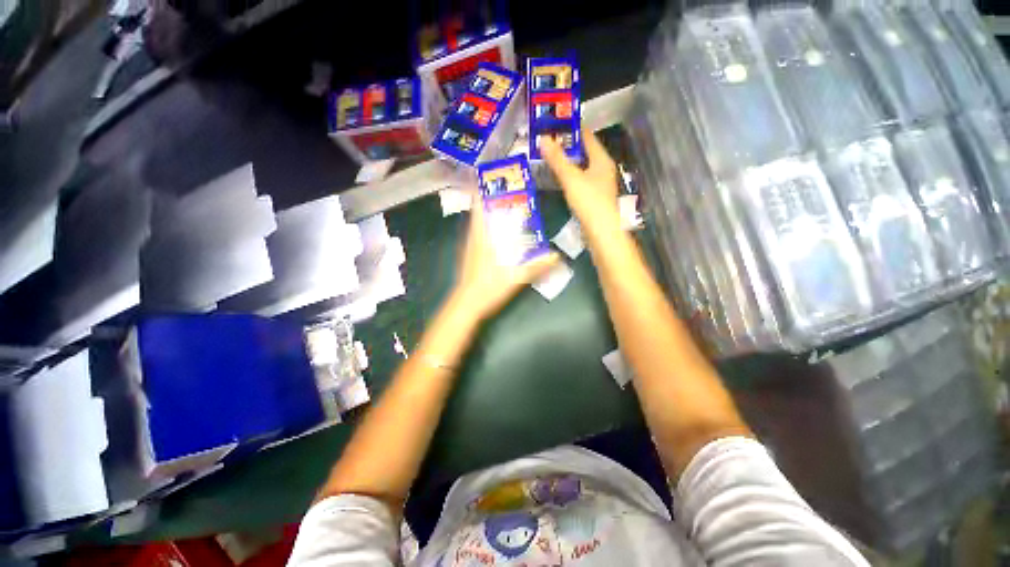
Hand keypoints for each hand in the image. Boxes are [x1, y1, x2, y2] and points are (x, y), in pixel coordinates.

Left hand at [450, 192, 560, 321]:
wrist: (466, 306)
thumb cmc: (488, 288)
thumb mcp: (515, 278)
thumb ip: (536, 266)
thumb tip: (556, 256)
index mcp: (481, 238)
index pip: (478, 208)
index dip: (481, 191)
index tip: (489, 179)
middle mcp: (473, 239)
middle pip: (477, 214)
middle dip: (488, 201)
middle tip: (505, 194)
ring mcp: (469, 249)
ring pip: (476, 225)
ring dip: (486, 215)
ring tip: (502, 209)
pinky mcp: (469, 258)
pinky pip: (476, 237)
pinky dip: (485, 230)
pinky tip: (496, 235)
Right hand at [539, 127, 620, 231]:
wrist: (602, 232)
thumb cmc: (589, 201)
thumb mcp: (571, 178)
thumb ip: (557, 160)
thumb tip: (543, 139)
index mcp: (602, 160)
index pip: (588, 137)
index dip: (573, 129)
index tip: (557, 123)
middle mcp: (603, 170)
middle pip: (585, 153)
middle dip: (568, 147)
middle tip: (549, 142)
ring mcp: (600, 185)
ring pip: (583, 168)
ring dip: (569, 163)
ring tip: (551, 159)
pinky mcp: (595, 199)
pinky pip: (581, 182)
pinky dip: (570, 178)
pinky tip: (560, 181)